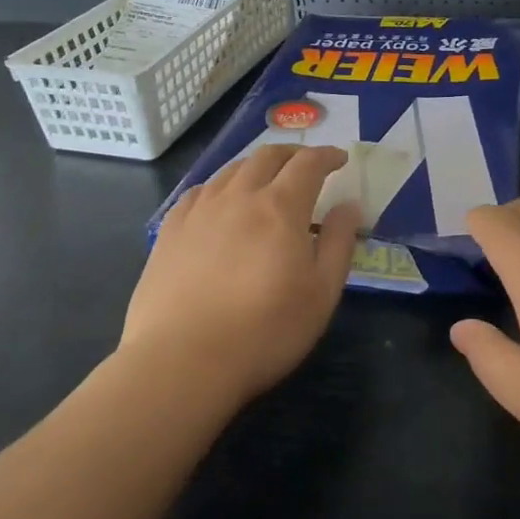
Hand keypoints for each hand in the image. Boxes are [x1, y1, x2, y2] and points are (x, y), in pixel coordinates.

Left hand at [123, 145, 360, 405]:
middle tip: (306, 166)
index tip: (339, 159)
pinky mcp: (170, 231)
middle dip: (292, 155)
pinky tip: (220, 204)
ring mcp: (200, 211)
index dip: (327, 156)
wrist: (181, 363)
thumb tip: (349, 205)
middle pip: (268, 156)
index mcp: (281, 207)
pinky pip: (199, 191)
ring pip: (232, 170)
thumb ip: (338, 243)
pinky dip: (220, 187)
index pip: (308, 163)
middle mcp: (240, 196)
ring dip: (256, 167)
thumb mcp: (321, 293)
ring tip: (265, 181)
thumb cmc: (264, 331)